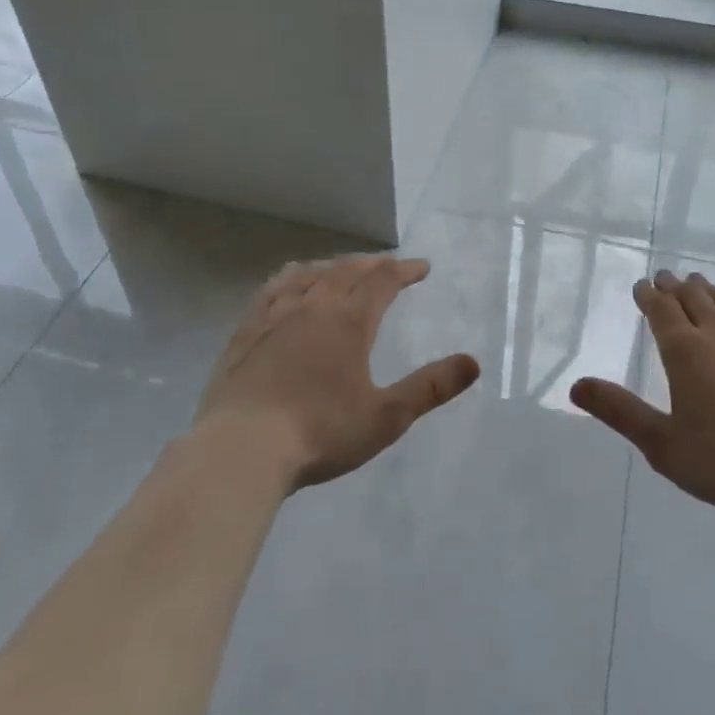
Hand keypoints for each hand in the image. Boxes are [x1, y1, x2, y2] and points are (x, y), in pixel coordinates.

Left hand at [194, 255, 479, 490]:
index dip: (405, 271)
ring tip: (342, 268)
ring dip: (332, 267)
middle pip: (347, 272)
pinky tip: (287, 283)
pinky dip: (289, 279)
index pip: (383, 282)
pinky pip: (270, 291)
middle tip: (388, 265)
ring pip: (308, 276)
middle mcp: (313, 307)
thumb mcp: (386, 416)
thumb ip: (430, 388)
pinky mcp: (245, 333)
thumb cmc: (320, 433)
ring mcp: (275, 317)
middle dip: (372, 265)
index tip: (422, 267)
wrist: (241, 450)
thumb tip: (473, 362)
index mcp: (349, 322)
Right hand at [570, 270, 714, 517]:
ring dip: (706, 290)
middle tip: (664, 279)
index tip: (642, 286)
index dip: (649, 294)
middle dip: (674, 286)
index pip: (661, 308)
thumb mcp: (662, 444)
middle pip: (693, 297)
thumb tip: (576, 385)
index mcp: (685, 350)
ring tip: (697, 284)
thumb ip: (619, 411)